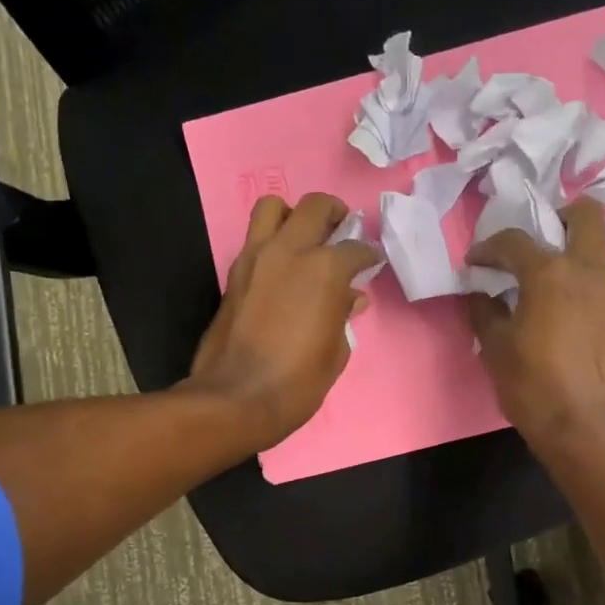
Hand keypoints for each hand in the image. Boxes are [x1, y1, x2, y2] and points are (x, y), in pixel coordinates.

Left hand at [188, 193, 381, 452]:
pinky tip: (281, 269)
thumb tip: (350, 297)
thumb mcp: (336, 352)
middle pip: (314, 206)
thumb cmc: (297, 381)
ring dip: (292, 216)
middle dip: (333, 213)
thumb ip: (344, 315)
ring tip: (303, 239)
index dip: (368, 256)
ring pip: (272, 208)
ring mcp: (255, 258)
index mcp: (325, 269)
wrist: (236, 398)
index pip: (355, 248)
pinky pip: (255, 239)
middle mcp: (290, 250)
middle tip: (340, 232)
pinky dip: (271, 242)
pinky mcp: (233, 274)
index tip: (371, 264)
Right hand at [466, 198, 604, 455]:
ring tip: (551, 284)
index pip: (515, 240)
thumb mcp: (495, 348)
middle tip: (536, 243)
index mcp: (552, 273)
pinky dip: (587, 285)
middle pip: (584, 215)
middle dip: (557, 218)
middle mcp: (591, 270)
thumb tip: (481, 294)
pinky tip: (570, 314)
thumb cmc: (533, 386)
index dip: (488, 247)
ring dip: (574, 254)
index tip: (475, 262)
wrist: (588, 428)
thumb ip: (485, 310)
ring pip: (599, 250)